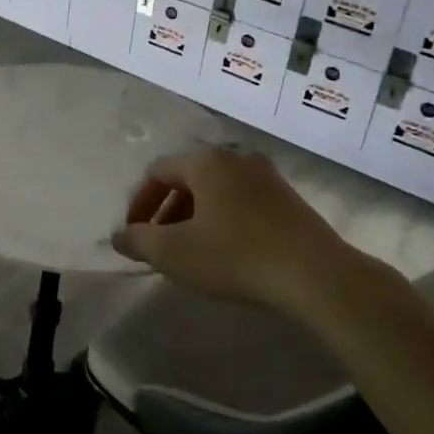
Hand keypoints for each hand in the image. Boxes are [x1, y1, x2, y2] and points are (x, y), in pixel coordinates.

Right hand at [110, 148, 359, 312]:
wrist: (315, 275)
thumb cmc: (235, 256)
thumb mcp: (175, 253)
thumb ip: (139, 241)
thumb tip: (119, 236)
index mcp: (206, 162)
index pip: (158, 171)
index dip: (139, 202)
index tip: (134, 234)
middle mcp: (237, 159)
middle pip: (189, 178)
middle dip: (167, 210)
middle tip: (159, 244)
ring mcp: (267, 177)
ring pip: (217, 190)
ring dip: (195, 216)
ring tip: (190, 250)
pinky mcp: (289, 200)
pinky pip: (242, 202)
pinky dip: (223, 220)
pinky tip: (226, 252)